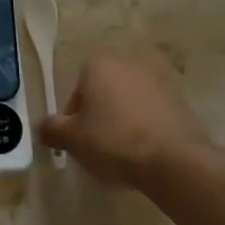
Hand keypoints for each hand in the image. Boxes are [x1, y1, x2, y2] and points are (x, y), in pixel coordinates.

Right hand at [41, 53, 211, 187]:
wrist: (174, 160)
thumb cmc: (113, 141)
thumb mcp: (71, 139)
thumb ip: (51, 129)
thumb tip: (43, 128)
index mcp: (98, 65)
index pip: (76, 92)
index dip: (73, 119)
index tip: (79, 141)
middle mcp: (127, 64)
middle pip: (103, 94)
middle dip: (99, 117)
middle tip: (99, 148)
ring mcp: (158, 81)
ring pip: (128, 104)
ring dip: (123, 122)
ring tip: (124, 154)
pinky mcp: (181, 101)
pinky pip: (152, 114)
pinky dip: (146, 129)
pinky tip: (146, 153)